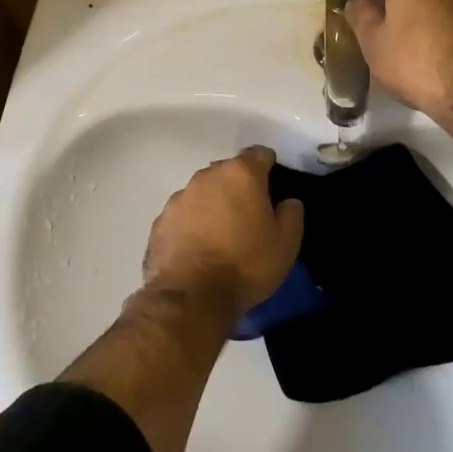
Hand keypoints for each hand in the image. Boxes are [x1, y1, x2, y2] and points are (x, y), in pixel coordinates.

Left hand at [144, 147, 304, 316]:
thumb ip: (292, 214)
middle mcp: (207, 176)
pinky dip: (192, 223)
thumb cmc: (246, 265)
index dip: (268, 166)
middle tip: (249, 214)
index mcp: (240, 174)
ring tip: (221, 234)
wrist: (191, 297)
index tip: (273, 186)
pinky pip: (183, 214)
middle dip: (239, 186)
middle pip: (228, 171)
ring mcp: (180, 196)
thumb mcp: (286, 244)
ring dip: (213, 204)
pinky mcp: (161, 220)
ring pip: (203, 191)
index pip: (259, 154)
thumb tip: (288, 201)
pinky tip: (197, 247)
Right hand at [345, 0, 452, 120]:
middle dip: (403, 13)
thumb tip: (356, 1)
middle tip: (393, 46)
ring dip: (428, 24)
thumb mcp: (372, 43)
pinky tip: (443, 62)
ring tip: (420, 57)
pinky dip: (449, 36)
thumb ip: (360, 16)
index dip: (375, 9)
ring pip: (437, 8)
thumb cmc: (414, 63)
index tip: (373, 33)